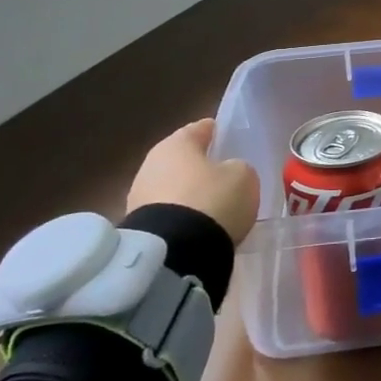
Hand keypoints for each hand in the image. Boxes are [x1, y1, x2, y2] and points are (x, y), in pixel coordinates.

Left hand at [126, 119, 259, 243]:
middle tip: (223, 176)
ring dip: (188, 193)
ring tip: (212, 206)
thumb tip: (228, 171)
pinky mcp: (137, 226)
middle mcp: (151, 163)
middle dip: (201, 166)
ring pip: (172, 187)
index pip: (200, 128)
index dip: (218, 132)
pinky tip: (198, 226)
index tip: (231, 139)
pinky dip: (181, 216)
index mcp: (177, 143)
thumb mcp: (243, 176)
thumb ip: (237, 167)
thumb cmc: (213, 200)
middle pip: (182, 159)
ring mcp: (139, 196)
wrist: (175, 251)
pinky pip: (168, 213)